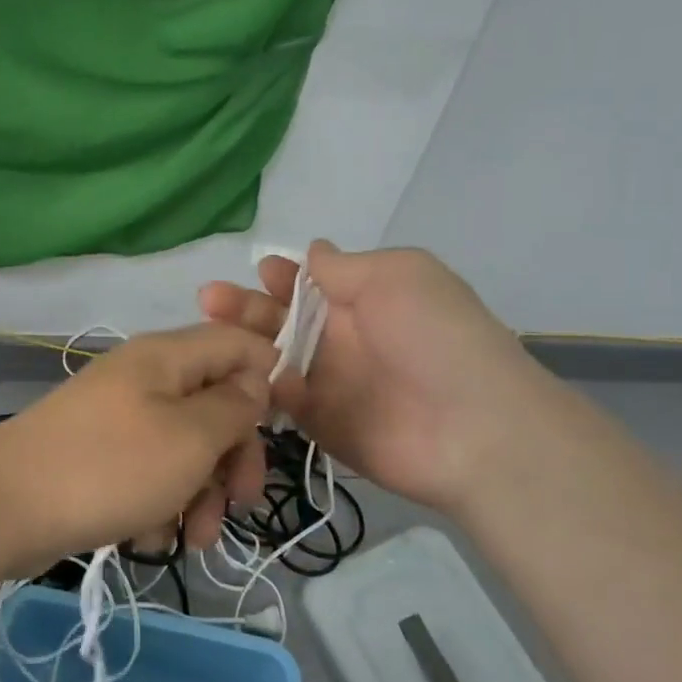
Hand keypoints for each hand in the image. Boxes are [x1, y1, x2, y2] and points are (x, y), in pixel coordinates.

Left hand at [0, 323, 275, 575]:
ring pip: (184, 447)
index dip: (271, 378)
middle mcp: (143, 378)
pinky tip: (146, 538)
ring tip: (192, 539)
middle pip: (214, 403)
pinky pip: (148, 473)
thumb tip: (257, 382)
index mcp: (166, 357)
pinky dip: (158, 505)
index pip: (238, 343)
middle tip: (240, 504)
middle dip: (234, 457)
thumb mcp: (189, 438)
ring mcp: (117, 418)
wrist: (3, 507)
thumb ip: (234, 407)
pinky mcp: (99, 456)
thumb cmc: (109, 467)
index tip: (288, 428)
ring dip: (199, 494)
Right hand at [198, 241, 547, 513]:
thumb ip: (346, 267)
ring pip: (272, 357)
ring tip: (208, 333)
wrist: (473, 429)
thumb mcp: (399, 276)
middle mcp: (342, 338)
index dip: (282, 274)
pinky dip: (258, 386)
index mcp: (364, 298)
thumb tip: (313, 252)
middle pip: (281, 318)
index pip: (310, 282)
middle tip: (209, 299)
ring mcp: (329, 382)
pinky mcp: (319, 423)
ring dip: (241, 343)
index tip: (258, 271)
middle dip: (246, 306)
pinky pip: (279, 400)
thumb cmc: (435, 338)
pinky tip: (237, 373)